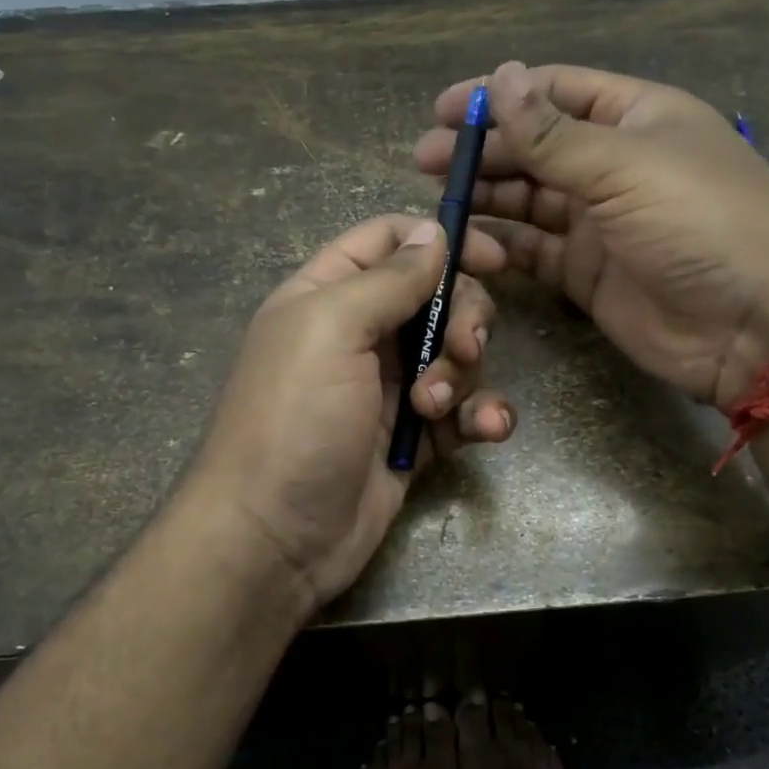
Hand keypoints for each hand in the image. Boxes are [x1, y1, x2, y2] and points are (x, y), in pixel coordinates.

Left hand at [188, 215, 515, 617]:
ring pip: (455, 355)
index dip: (441, 239)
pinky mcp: (413, 437)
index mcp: (329, 295)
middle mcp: (361, 335)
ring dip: (462, 376)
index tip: (494, 258)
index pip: (389, 240)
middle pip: (437, 297)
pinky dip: (481, 416)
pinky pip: (463, 411)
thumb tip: (432, 231)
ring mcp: (389, 388)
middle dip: (462, 319)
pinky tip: (487, 430)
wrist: (275, 538)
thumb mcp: (331, 329)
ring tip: (433, 411)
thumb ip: (388, 277)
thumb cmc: (294, 419)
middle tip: (463, 349)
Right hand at [417, 62, 768, 411]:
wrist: (752, 324)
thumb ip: (553, 133)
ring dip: (486, 196)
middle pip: (535, 146)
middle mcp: (614, 165)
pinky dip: (503, 245)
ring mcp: (600, 223)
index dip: (500, 95)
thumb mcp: (625, 166)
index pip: (556, 92)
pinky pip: (534, 250)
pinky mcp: (587, 274)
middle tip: (426, 160)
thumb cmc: (699, 222)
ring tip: (440, 200)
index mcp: (635, 118)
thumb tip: (502, 77)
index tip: (444, 108)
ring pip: (529, 200)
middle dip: (482, 150)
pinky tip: (470, 242)